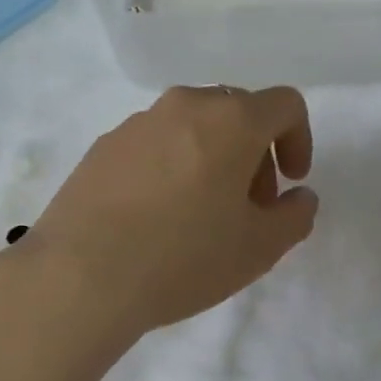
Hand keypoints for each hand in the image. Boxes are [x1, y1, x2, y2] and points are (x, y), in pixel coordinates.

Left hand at [23, 86, 318, 339]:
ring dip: (212, 157)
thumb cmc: (183, 258)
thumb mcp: (258, 248)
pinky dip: (171, 165)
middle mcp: (184, 106)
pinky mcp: (103, 145)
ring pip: (192, 126)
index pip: (285, 104)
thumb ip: (295, 216)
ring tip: (199, 213)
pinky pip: (153, 143)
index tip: (290, 182)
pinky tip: (155, 215)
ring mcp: (137, 122)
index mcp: (230, 120)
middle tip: (248, 205)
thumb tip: (299, 197)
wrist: (80, 275)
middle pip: (236, 112)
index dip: (299, 140)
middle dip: (255, 152)